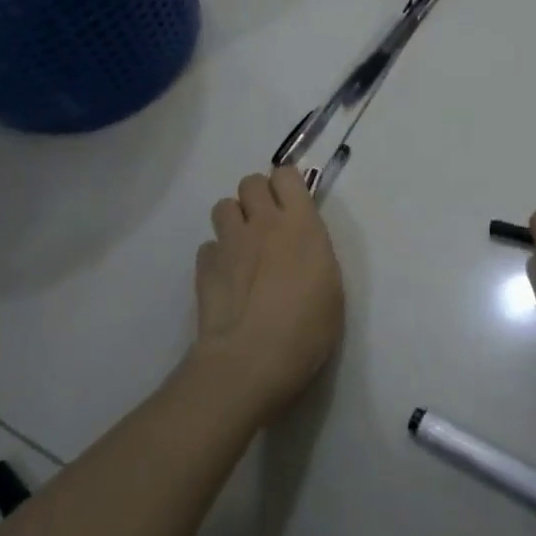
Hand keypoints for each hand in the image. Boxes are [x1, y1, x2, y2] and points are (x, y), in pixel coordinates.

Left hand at [187, 167, 345, 425]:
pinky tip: (227, 279)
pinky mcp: (204, 267)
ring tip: (244, 248)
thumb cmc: (307, 328)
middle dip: (257, 197)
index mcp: (301, 224)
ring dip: (234, 220)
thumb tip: (299, 245)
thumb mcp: (330, 286)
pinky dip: (217, 256)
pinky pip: (208, 246)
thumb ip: (314, 253)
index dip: (286, 185)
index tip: (292, 205)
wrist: (251, 360)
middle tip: (268, 225)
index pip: (286, 174)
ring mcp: (229, 243)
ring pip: (223, 206)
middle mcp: (263, 223)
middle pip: (250, 182)